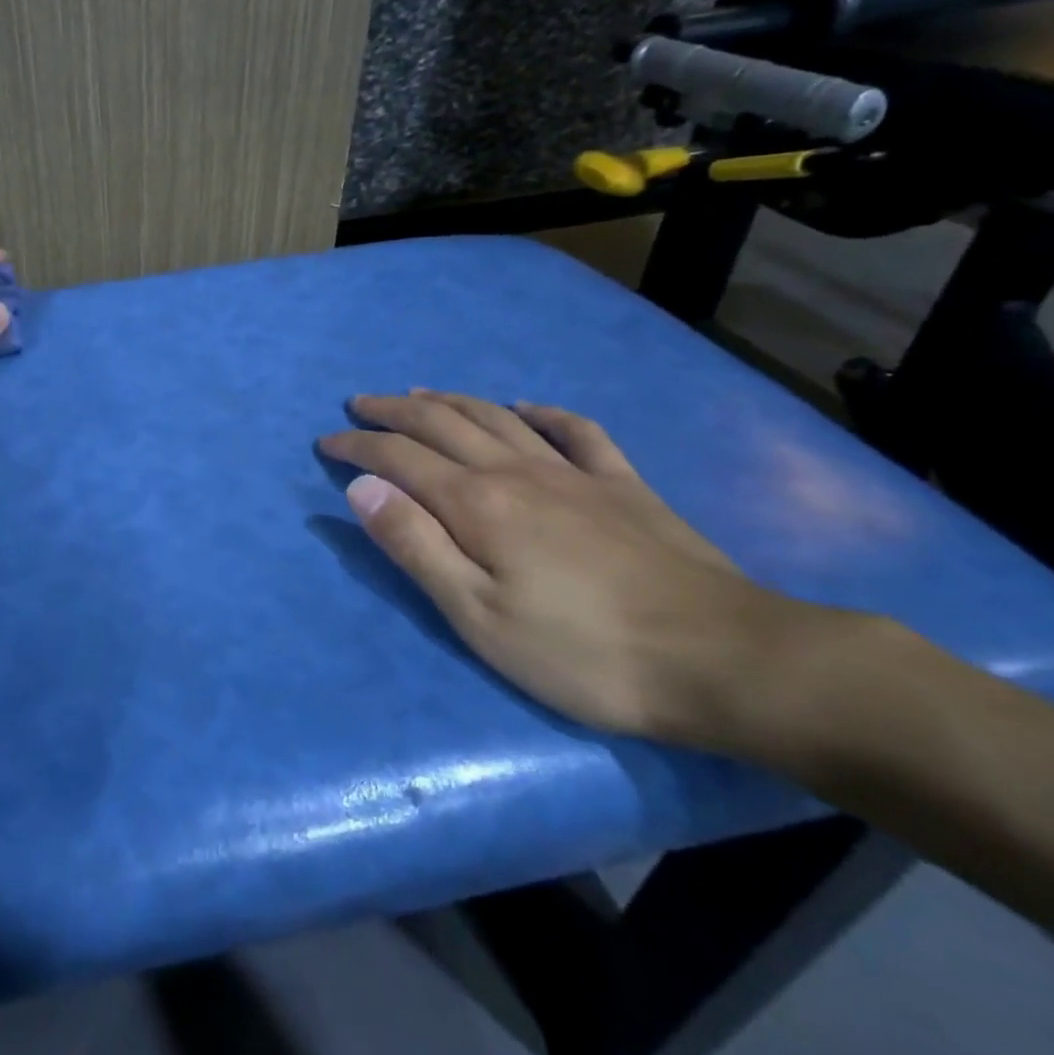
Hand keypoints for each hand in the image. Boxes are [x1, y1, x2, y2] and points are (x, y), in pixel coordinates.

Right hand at [319, 391, 836, 749]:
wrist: (727, 660)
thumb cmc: (584, 652)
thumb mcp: (478, 616)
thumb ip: (415, 545)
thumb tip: (361, 487)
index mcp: (476, 503)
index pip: (398, 456)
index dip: (357, 445)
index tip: (326, 443)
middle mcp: (516, 470)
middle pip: (442, 423)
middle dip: (393, 410)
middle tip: (360, 403)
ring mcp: (574, 473)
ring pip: (497, 417)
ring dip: (450, 400)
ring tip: (420, 393)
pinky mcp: (624, 487)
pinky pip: (577, 432)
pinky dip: (543, 412)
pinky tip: (527, 408)